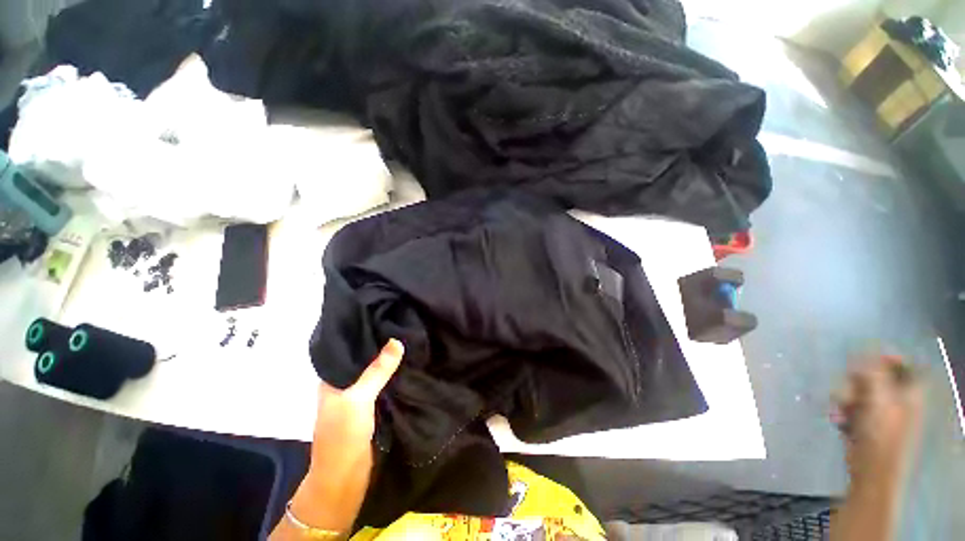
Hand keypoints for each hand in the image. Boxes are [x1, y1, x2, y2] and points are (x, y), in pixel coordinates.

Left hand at [289, 339, 404, 532]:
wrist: (344, 478)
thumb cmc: (343, 435)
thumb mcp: (358, 399)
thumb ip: (377, 371)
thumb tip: (397, 339)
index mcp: (332, 377)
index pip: (347, 346)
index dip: (363, 330)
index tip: (382, 314)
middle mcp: (343, 382)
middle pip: (363, 357)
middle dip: (379, 342)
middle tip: (400, 322)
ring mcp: (357, 394)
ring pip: (374, 369)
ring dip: (387, 357)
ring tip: (407, 336)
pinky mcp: (371, 405)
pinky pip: (382, 382)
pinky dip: (392, 372)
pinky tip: (406, 361)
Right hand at [832, 355, 923, 485]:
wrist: (871, 469)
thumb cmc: (880, 434)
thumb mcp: (878, 400)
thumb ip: (874, 373)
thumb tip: (868, 352)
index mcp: (908, 393)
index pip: (902, 366)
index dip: (885, 359)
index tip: (864, 358)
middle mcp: (896, 400)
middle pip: (874, 377)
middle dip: (855, 381)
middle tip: (848, 390)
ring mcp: (880, 413)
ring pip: (858, 392)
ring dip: (844, 398)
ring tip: (840, 410)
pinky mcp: (864, 422)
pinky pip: (850, 408)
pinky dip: (842, 411)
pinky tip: (838, 420)